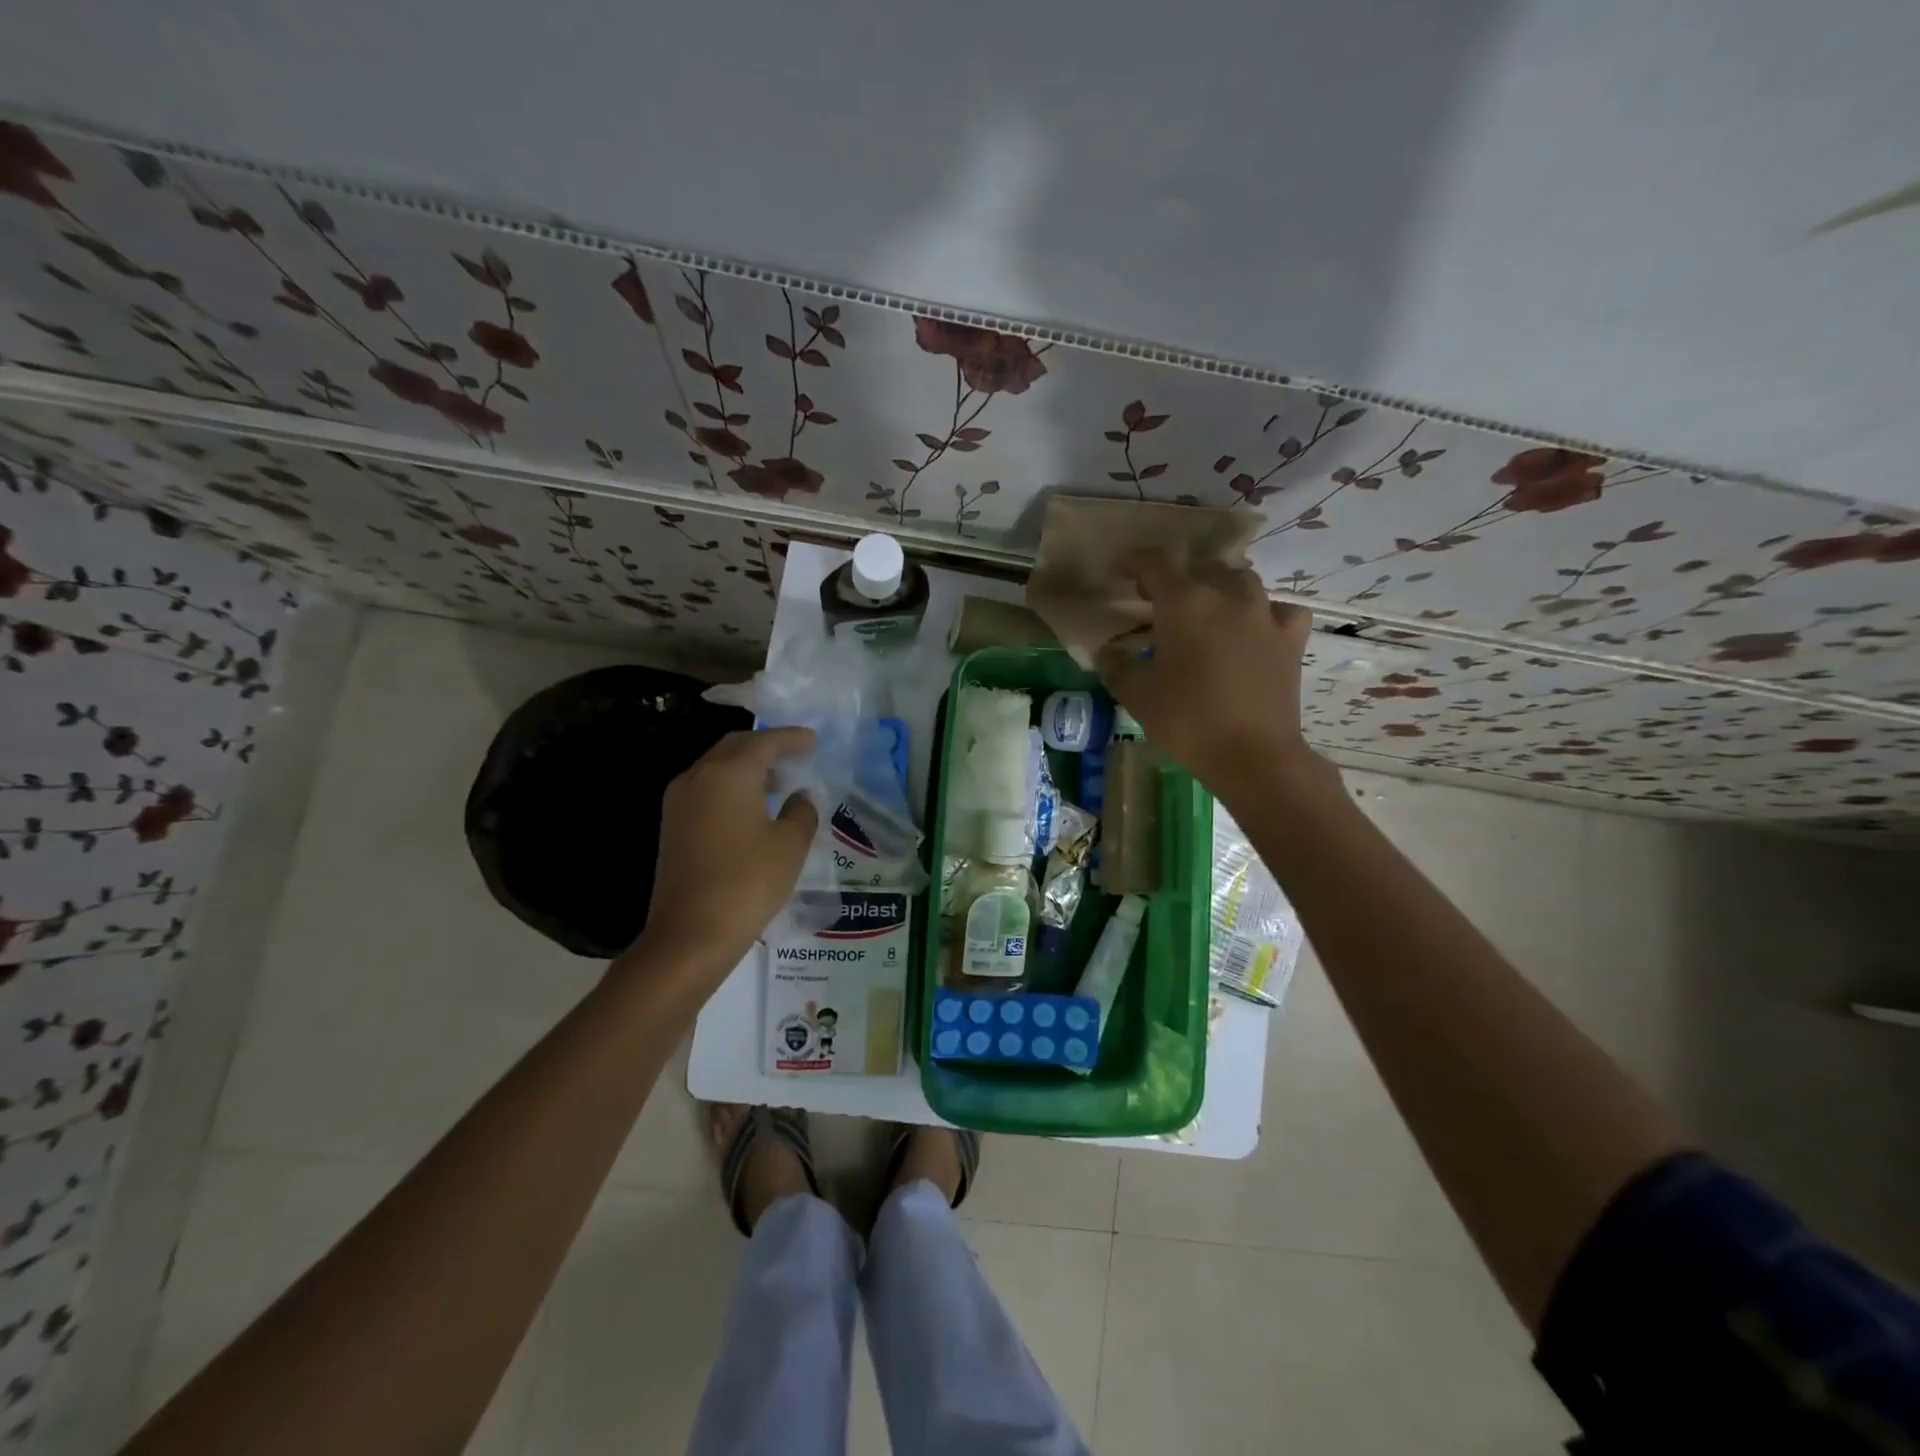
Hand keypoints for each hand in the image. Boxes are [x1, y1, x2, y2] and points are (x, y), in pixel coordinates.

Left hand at [629, 728, 817, 977]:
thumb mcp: (790, 845)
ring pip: (716, 768)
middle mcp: (698, 777)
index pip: (764, 742)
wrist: (690, 934)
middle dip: (765, 746)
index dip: (791, 738)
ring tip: (778, 783)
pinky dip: (731, 787)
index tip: (812, 740)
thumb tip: (801, 794)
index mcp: (729, 774)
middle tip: (794, 754)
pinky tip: (751, 809)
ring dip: (746, 768)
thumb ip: (802, 811)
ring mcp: (679, 802)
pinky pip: (706, 790)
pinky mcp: (672, 826)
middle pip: (734, 747)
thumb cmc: (748, 882)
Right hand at [1095, 553, 1318, 802]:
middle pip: (1201, 569)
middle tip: (1160, 599)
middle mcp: (1226, 597)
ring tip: (1207, 606)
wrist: (1253, 754)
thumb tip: (1106, 651)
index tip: (1121, 569)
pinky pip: (1280, 610)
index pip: (1155, 565)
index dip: (1135, 562)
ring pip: (1241, 581)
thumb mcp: (1138, 695)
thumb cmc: (1187, 720)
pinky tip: (1257, 627)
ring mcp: (1264, 615)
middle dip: (1178, 577)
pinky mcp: (1290, 639)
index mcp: (1184, 604)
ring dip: (1220, 587)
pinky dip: (1265, 612)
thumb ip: (1117, 666)